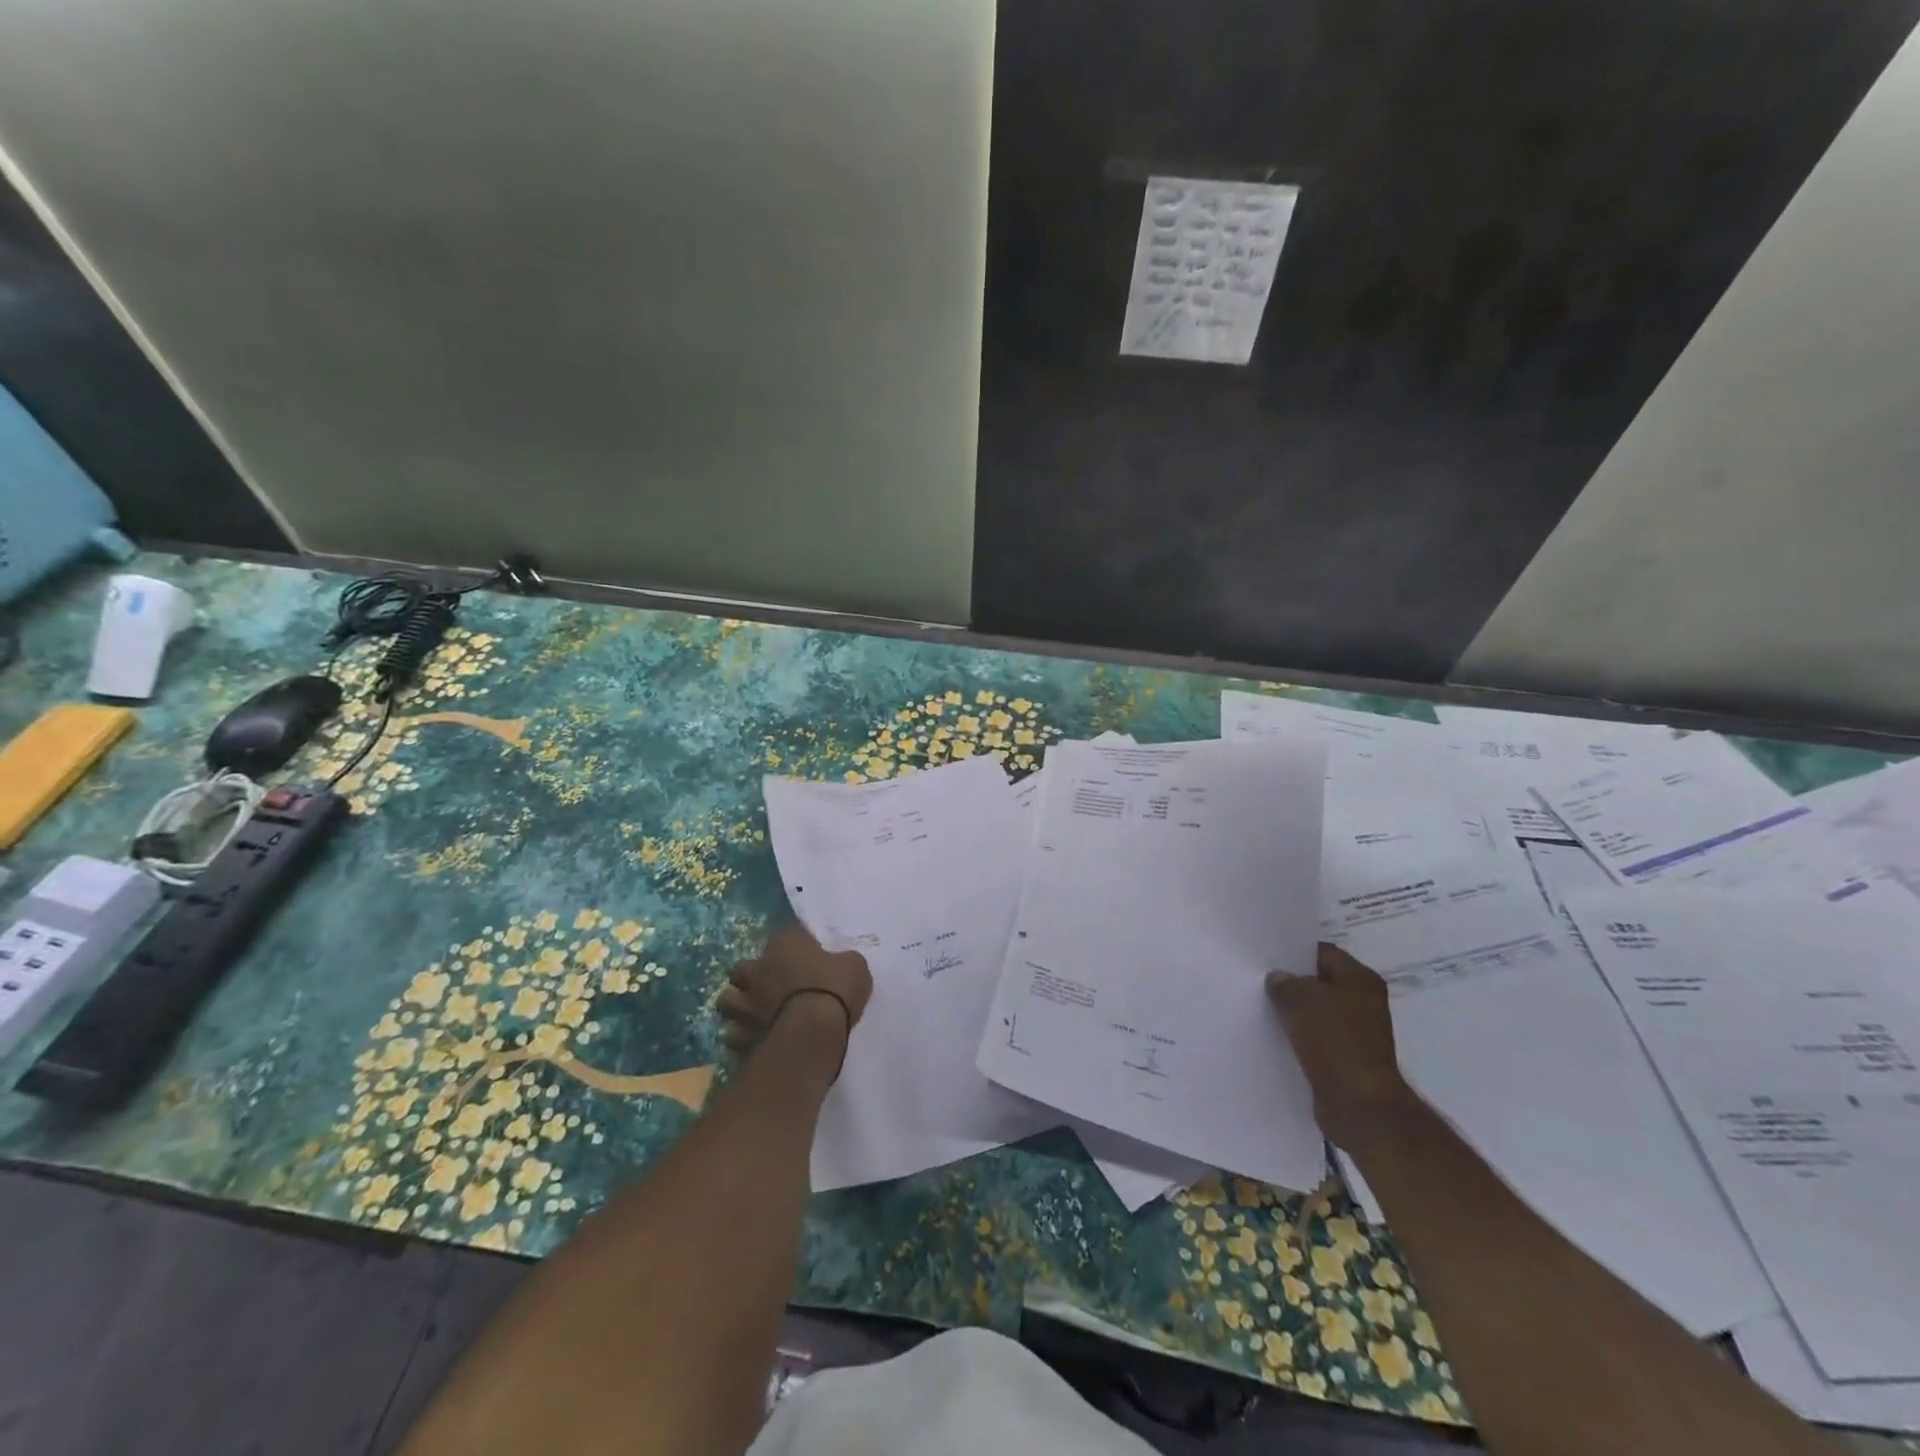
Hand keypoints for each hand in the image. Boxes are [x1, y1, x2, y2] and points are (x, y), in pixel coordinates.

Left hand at [717, 923, 871, 1059]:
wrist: (812, 1034)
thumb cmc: (835, 990)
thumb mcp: (855, 966)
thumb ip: (844, 961)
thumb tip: (842, 963)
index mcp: (785, 945)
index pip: (786, 934)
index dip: (796, 945)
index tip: (808, 956)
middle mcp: (758, 969)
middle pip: (742, 968)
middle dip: (751, 976)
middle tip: (769, 986)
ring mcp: (745, 1005)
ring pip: (727, 1001)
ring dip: (738, 1005)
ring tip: (753, 1013)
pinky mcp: (741, 1036)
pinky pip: (733, 1035)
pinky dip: (741, 1036)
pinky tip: (755, 1039)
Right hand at [1266, 943, 1415, 1148]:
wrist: (1360, 1106)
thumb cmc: (1335, 1042)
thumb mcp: (1300, 999)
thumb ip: (1284, 982)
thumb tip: (1278, 979)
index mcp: (1361, 979)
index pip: (1322, 953)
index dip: (1294, 953)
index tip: (1266, 957)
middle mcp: (1364, 1002)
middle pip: (1320, 983)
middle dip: (1292, 984)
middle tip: (1259, 981)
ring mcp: (1357, 1033)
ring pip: (1317, 1012)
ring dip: (1294, 1013)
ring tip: (1262, 1009)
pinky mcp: (1347, 1059)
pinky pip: (1317, 1039)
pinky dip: (1299, 1038)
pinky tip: (1275, 1037)